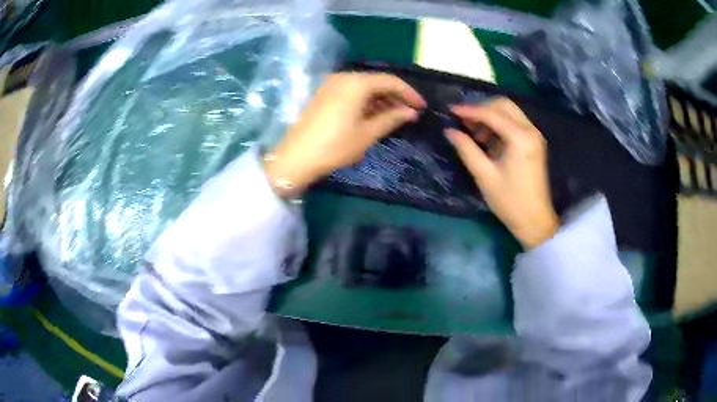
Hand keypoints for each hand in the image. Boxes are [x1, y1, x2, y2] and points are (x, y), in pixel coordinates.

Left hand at [264, 73, 425, 196]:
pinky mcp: (324, 94)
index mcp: (356, 83)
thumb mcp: (367, 133)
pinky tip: (375, 115)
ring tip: (395, 116)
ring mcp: (331, 85)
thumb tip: (411, 112)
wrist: (296, 157)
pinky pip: (351, 92)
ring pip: (364, 87)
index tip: (422, 107)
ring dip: (381, 99)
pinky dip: (366, 101)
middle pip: (376, 82)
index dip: (409, 93)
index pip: (390, 81)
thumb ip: (392, 118)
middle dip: (395, 96)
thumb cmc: (335, 146)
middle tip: (410, 113)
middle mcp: (343, 77)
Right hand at [445, 98, 558, 248]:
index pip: (491, 113)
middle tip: (463, 120)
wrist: (535, 221)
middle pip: (503, 105)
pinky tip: (485, 138)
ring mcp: (534, 136)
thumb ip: (466, 149)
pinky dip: (498, 125)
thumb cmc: (510, 201)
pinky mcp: (533, 143)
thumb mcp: (485, 176)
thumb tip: (449, 131)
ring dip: (490, 116)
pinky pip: (514, 123)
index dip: (469, 110)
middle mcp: (530, 130)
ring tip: (472, 131)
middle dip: (481, 108)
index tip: (450, 110)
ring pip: (509, 112)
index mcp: (520, 137)